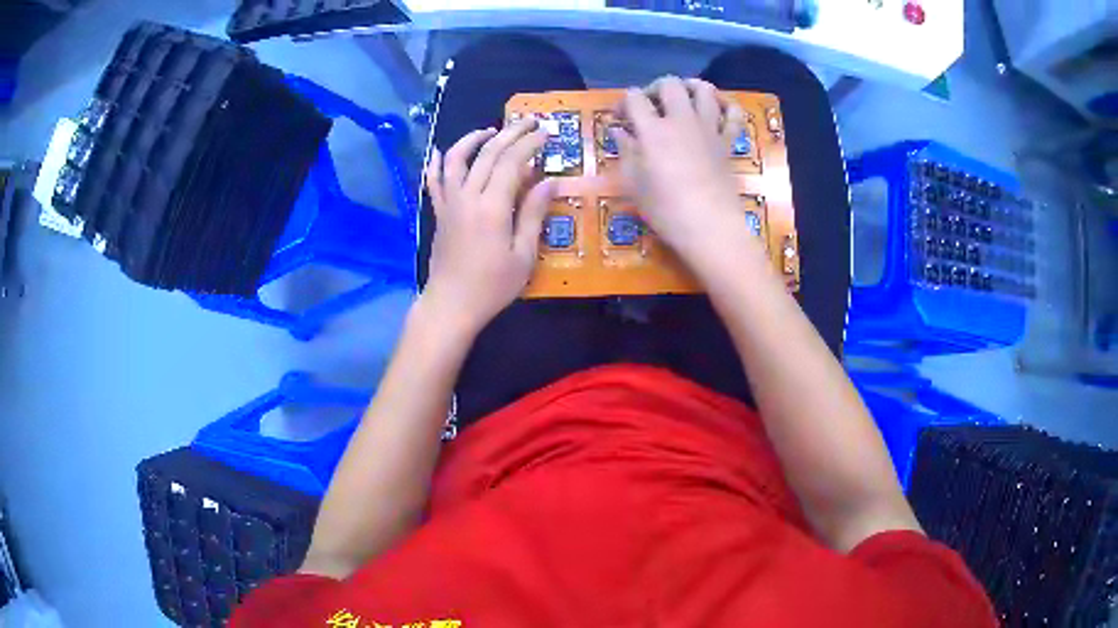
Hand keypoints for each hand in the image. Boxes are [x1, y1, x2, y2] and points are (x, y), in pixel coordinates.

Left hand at [422, 120, 553, 333]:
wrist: (451, 305)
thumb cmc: (492, 286)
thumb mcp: (523, 255)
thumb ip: (534, 214)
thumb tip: (549, 181)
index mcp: (492, 207)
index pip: (512, 162)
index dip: (530, 143)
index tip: (546, 133)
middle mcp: (467, 196)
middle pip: (488, 153)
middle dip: (510, 133)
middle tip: (529, 122)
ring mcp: (449, 203)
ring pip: (457, 159)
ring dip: (473, 139)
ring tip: (490, 130)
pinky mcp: (439, 213)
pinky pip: (433, 181)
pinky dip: (436, 162)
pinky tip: (438, 150)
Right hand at [615, 77, 761, 270]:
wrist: (711, 227)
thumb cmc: (666, 210)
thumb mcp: (633, 184)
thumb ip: (625, 151)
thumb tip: (619, 131)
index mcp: (653, 130)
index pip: (635, 98)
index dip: (624, 102)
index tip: (620, 117)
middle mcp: (682, 120)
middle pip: (670, 84)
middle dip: (655, 88)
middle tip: (651, 105)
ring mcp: (709, 128)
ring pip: (704, 89)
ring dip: (690, 87)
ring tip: (683, 99)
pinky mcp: (728, 141)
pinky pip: (733, 113)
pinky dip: (725, 105)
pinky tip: (716, 110)